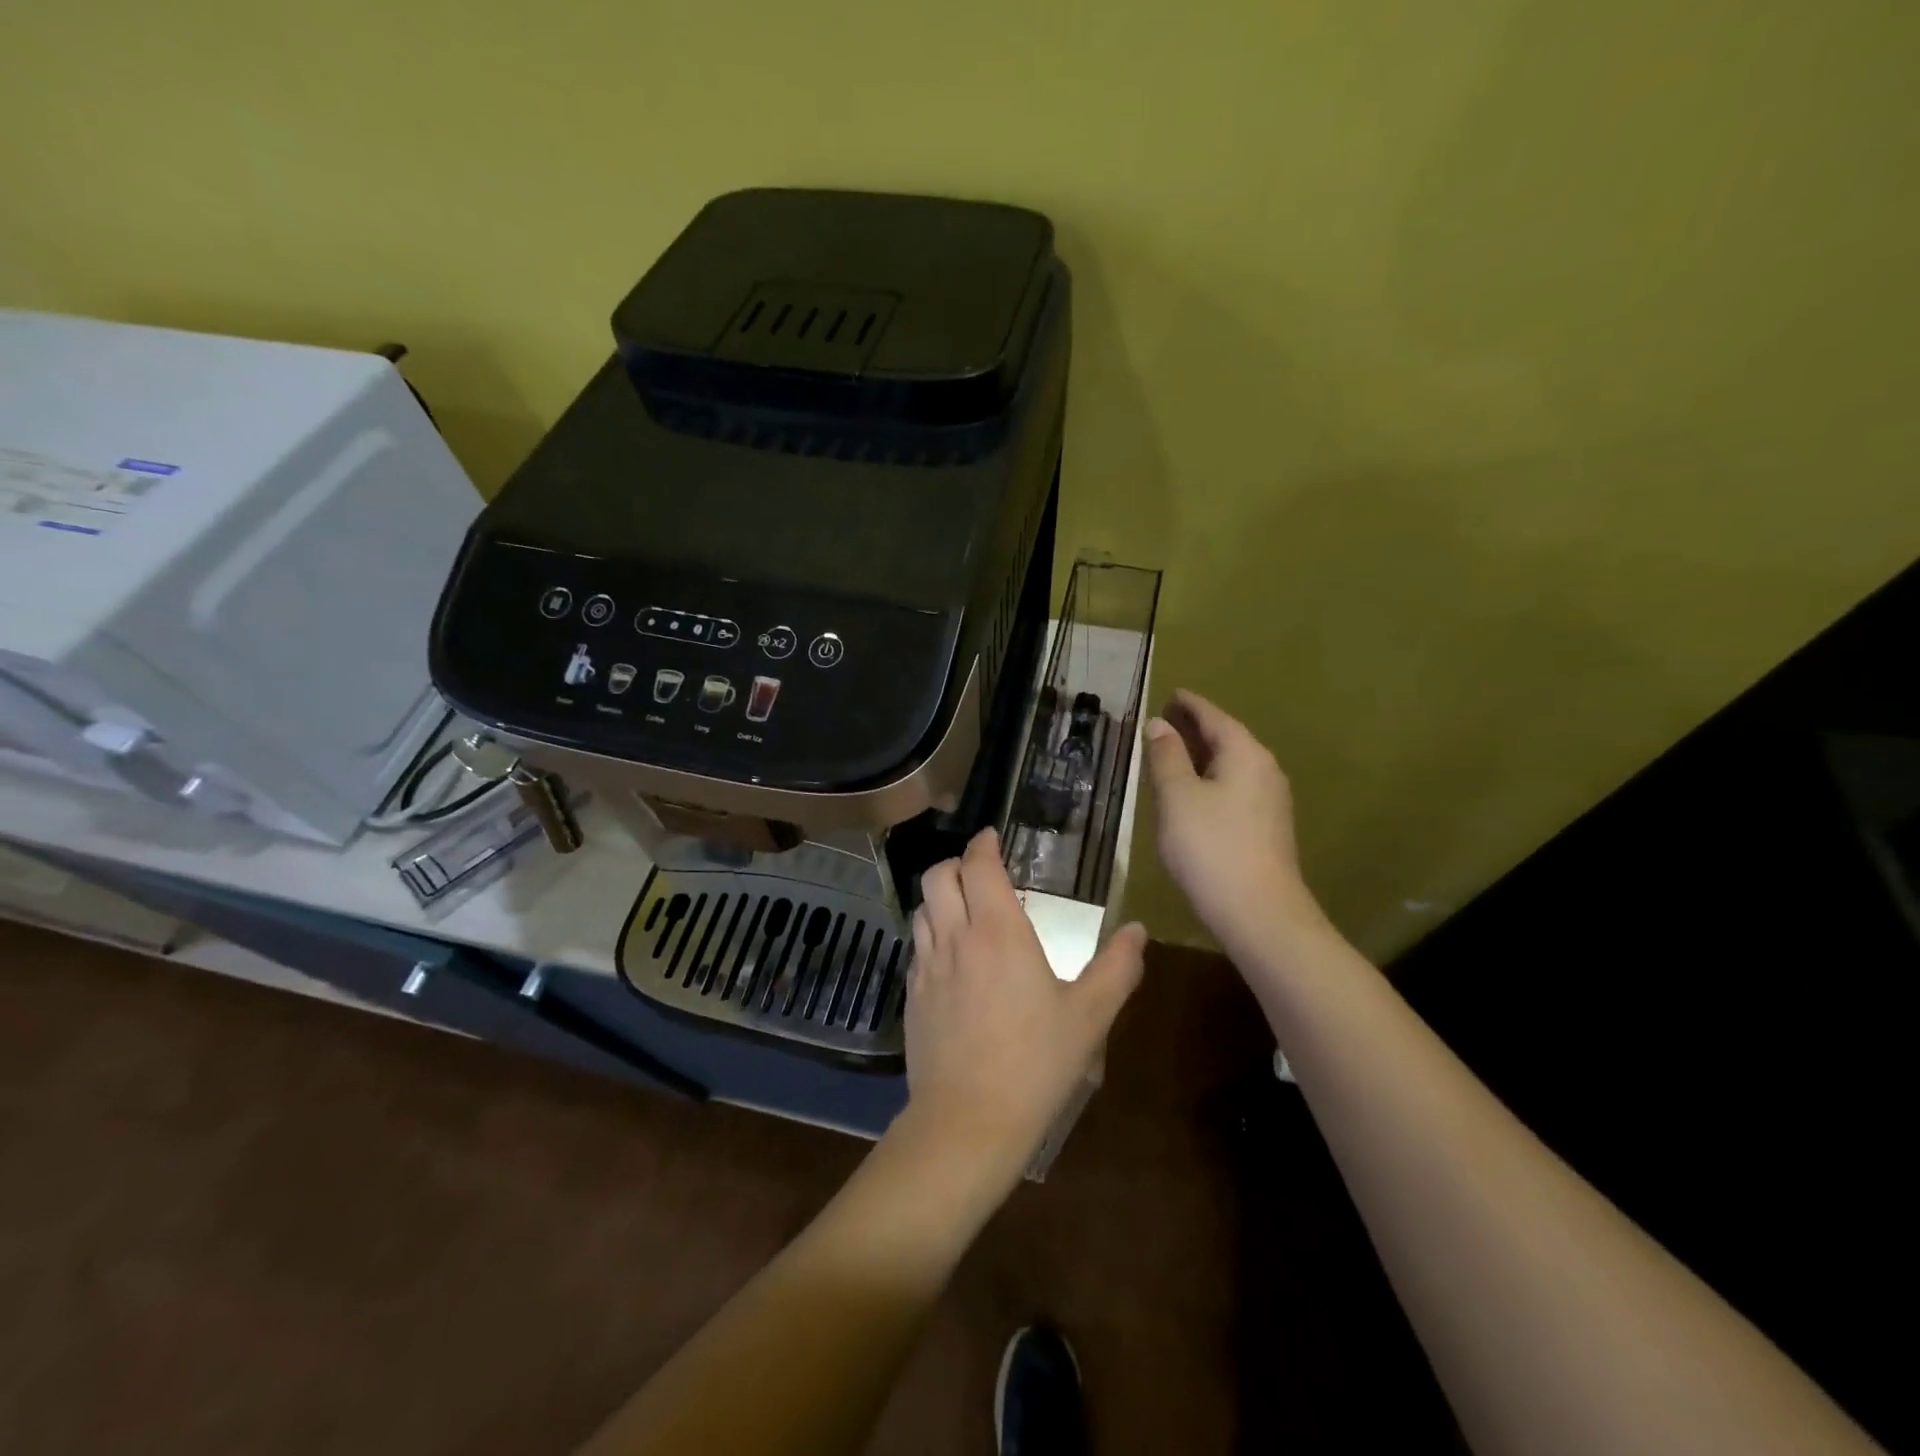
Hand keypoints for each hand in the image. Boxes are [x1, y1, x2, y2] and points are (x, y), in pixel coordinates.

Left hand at [905, 828, 1146, 1175]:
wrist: (967, 1122)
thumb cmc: (1034, 1064)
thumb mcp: (1089, 1017)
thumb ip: (1118, 968)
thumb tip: (1137, 930)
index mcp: (998, 932)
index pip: (979, 865)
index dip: (983, 844)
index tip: (992, 837)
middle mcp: (955, 937)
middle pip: (938, 876)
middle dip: (957, 863)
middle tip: (981, 872)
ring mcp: (927, 967)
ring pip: (922, 908)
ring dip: (941, 897)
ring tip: (965, 910)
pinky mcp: (911, 996)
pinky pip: (917, 947)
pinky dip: (931, 934)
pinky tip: (952, 959)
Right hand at [1144, 689, 1327, 954]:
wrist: (1259, 913)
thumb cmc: (1211, 847)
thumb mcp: (1177, 797)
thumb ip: (1166, 756)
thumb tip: (1160, 724)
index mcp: (1245, 754)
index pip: (1214, 717)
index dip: (1189, 704)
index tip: (1171, 693)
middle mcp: (1264, 770)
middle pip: (1227, 738)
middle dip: (1196, 728)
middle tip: (1166, 719)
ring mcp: (1270, 800)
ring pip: (1232, 765)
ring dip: (1203, 755)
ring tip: (1173, 752)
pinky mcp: (1267, 827)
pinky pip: (1235, 787)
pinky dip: (1211, 779)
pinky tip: (1193, 792)